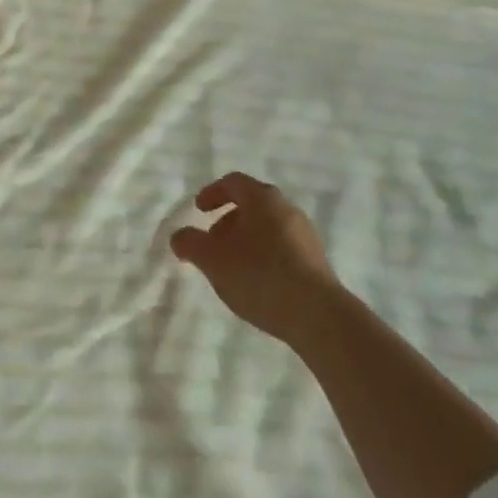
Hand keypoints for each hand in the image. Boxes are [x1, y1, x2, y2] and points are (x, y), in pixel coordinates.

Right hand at [170, 172, 340, 345]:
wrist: (318, 316)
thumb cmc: (260, 275)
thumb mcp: (214, 260)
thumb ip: (191, 243)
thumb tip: (179, 236)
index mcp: (262, 198)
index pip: (233, 182)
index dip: (212, 193)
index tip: (198, 210)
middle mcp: (287, 208)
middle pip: (252, 205)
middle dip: (227, 221)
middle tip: (212, 243)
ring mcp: (305, 234)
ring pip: (267, 227)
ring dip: (245, 240)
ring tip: (232, 268)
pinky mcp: (316, 261)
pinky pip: (282, 247)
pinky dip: (264, 255)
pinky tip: (257, 282)